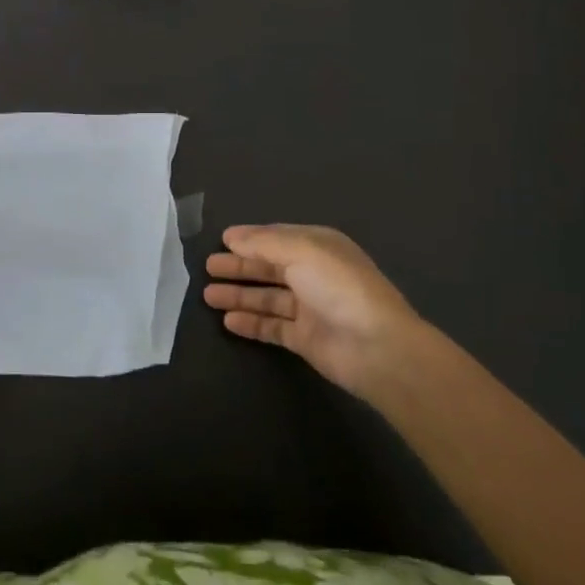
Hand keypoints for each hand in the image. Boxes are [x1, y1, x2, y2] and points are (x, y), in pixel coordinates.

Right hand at [204, 224, 434, 404]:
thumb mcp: (302, 251)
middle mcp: (313, 274)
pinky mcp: (305, 338)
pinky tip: (228, 321)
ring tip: (208, 295)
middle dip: (240, 267)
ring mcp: (309, 308)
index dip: (249, 239)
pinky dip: (251, 323)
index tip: (221, 241)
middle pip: (269, 267)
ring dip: (239, 295)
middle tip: (208, 268)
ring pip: (267, 297)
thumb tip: (232, 237)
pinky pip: (272, 327)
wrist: (377, 347)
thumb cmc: (340, 287)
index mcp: (318, 247)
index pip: (276, 238)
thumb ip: (264, 243)